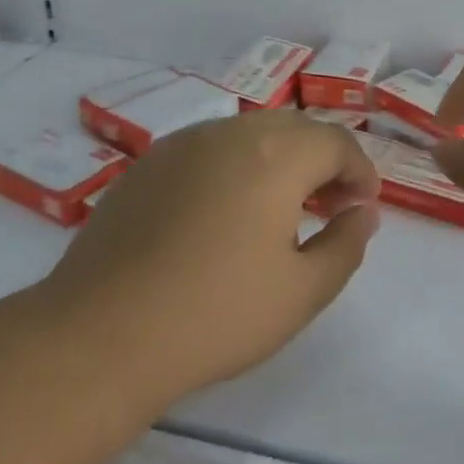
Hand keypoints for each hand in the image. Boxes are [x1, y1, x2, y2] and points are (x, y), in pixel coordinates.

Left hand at [41, 110, 380, 407]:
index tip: (362, 208)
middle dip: (323, 161)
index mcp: (276, 155)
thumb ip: (346, 245)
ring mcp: (182, 144)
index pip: (336, 142)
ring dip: (279, 160)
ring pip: (249, 134)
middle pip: (295, 129)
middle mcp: (230, 133)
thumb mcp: (302, 292)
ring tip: (279, 210)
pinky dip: (235, 167)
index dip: (360, 171)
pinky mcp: (147, 164)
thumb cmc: (215, 315)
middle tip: (329, 207)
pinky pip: (209, 149)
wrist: (100, 335)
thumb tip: (362, 213)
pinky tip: (223, 213)